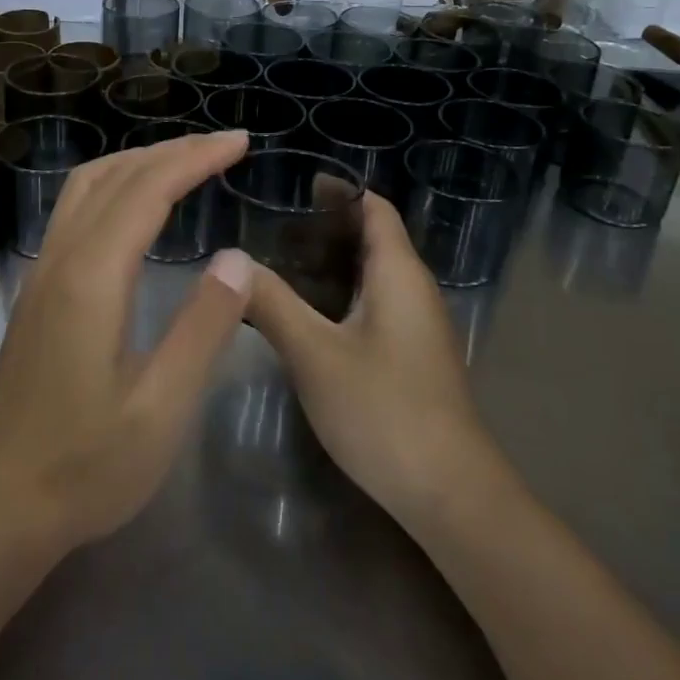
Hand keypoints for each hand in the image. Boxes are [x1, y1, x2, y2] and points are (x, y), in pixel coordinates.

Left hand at [0, 129, 254, 554]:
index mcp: (92, 278)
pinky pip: (75, 208)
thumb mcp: (161, 408)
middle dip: (173, 150)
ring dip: (138, 160)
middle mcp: (61, 259)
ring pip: (87, 185)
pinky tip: (135, 203)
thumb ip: (204, 328)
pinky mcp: (36, 289)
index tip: (239, 143)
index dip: (195, 158)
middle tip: (225, 145)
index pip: (148, 190)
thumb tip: (238, 257)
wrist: (1, 505)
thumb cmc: (87, 466)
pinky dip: (115, 183)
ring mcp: (41, 271)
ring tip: (186, 160)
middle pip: (116, 175)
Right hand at [244, 191, 501, 528]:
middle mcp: (414, 289)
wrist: (449, 494)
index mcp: (398, 273)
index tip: (296, 184)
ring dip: (332, 262)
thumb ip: (272, 302)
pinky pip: (375, 303)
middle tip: (273, 224)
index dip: (340, 191)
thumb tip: (230, 260)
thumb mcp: (314, 354)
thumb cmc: (383, 410)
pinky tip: (307, 314)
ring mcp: (417, 325)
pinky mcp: (412, 356)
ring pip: (372, 274)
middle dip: (327, 225)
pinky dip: (342, 294)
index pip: (375, 208)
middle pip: (373, 238)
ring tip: (279, 261)